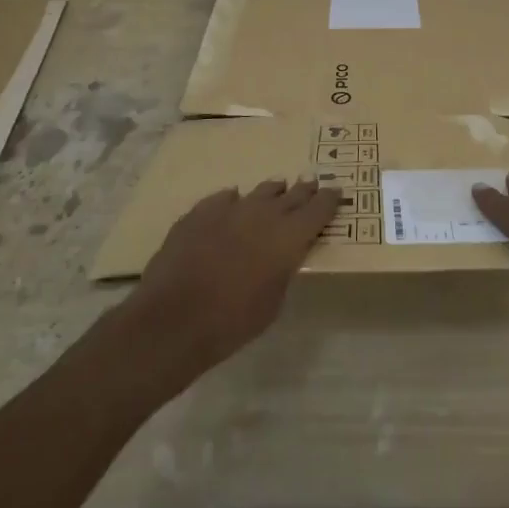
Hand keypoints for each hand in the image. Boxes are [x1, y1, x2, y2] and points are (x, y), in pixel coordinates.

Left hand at [127, 178, 340, 376]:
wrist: (173, 319)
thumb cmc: (232, 322)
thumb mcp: (273, 302)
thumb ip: (283, 270)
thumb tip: (282, 256)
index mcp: (289, 236)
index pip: (319, 208)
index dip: (330, 199)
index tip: (336, 192)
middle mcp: (265, 213)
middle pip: (293, 194)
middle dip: (304, 190)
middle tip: (312, 185)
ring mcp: (231, 208)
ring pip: (260, 191)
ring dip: (272, 193)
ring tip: (277, 191)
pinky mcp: (201, 211)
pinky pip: (224, 199)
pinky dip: (233, 202)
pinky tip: (232, 205)